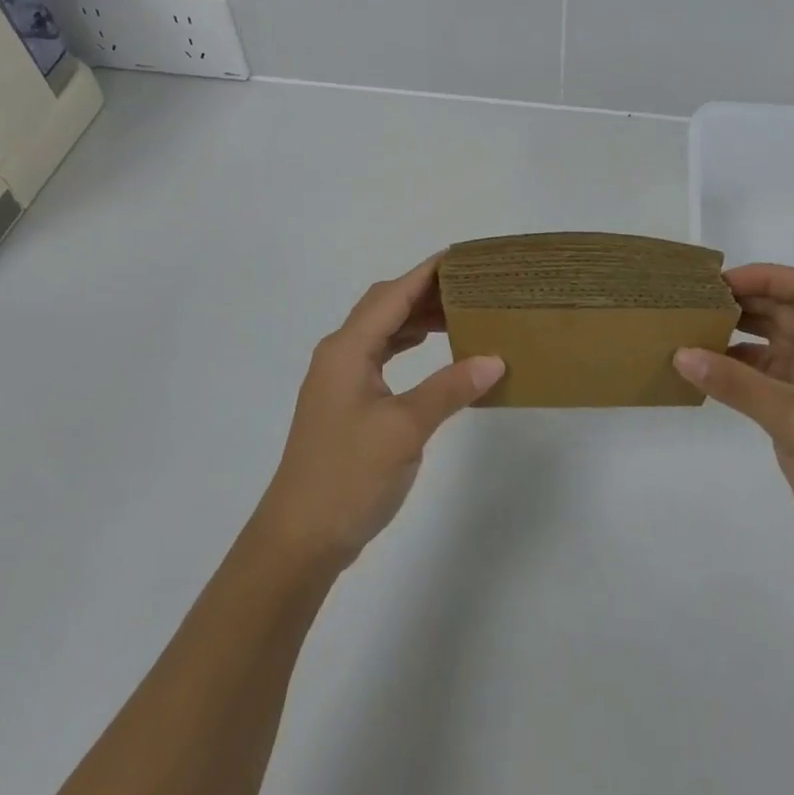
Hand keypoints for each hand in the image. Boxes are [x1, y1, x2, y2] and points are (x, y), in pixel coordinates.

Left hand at [256, 255, 505, 570]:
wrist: (299, 538)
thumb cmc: (349, 476)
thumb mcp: (405, 429)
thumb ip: (449, 389)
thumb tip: (494, 359)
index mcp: (347, 349)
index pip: (392, 294)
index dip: (426, 272)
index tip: (461, 256)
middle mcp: (339, 354)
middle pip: (383, 306)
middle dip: (424, 291)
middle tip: (470, 287)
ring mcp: (339, 379)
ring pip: (380, 330)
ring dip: (415, 317)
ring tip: (458, 314)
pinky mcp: (344, 402)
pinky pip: (379, 355)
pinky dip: (405, 344)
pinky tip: (429, 350)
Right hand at [674, 264, 793, 581]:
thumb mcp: (792, 416)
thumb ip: (735, 382)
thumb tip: (680, 353)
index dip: (766, 277)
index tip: (722, 284)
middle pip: (785, 312)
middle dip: (744, 302)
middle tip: (696, 303)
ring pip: (770, 344)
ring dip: (735, 335)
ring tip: (692, 332)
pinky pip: (760, 378)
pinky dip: (734, 370)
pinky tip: (703, 372)